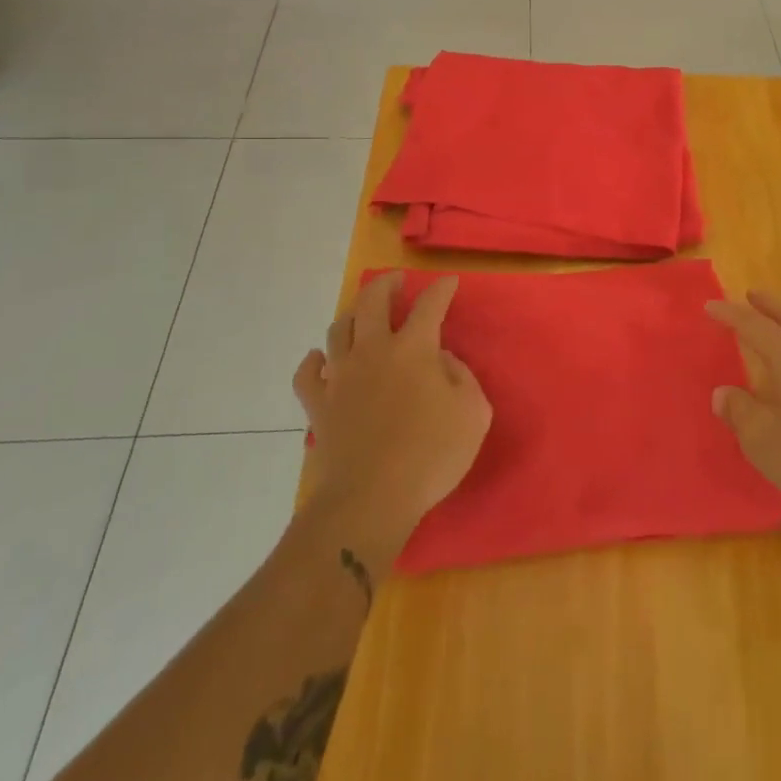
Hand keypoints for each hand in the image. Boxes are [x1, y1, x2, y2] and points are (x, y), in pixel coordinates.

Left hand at [295, 273, 492, 576]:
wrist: (370, 499)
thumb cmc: (431, 455)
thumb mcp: (473, 413)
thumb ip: (462, 378)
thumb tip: (443, 360)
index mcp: (414, 349)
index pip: (430, 305)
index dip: (441, 289)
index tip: (448, 282)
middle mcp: (374, 351)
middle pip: (372, 301)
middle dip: (386, 284)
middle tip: (397, 281)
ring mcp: (341, 376)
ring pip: (339, 329)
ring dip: (353, 315)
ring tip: (363, 316)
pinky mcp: (318, 405)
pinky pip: (307, 373)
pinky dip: (313, 361)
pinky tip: (320, 359)